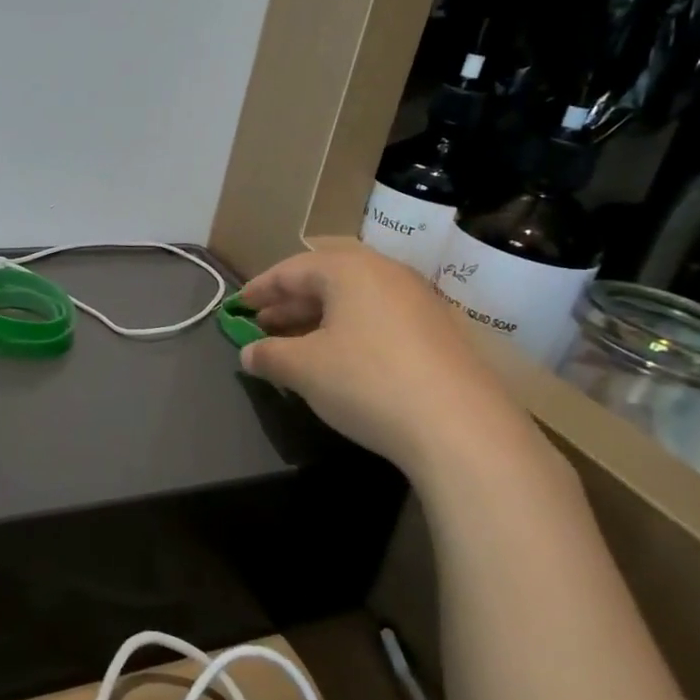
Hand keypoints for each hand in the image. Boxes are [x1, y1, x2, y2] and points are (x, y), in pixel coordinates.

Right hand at [240, 245, 524, 475]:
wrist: (462, 429)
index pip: (291, 270)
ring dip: (319, 320)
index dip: (259, 288)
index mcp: (349, 270)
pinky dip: (350, 333)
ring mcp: (418, 302)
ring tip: (295, 345)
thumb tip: (248, 354)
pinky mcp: (439, 333)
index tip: (237, 307)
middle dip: (289, 304)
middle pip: (325, 281)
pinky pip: (379, 320)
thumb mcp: (304, 369)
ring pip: (354, 301)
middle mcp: (386, 274)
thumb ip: (269, 355)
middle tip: (262, 326)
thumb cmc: (367, 382)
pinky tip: (340, 361)